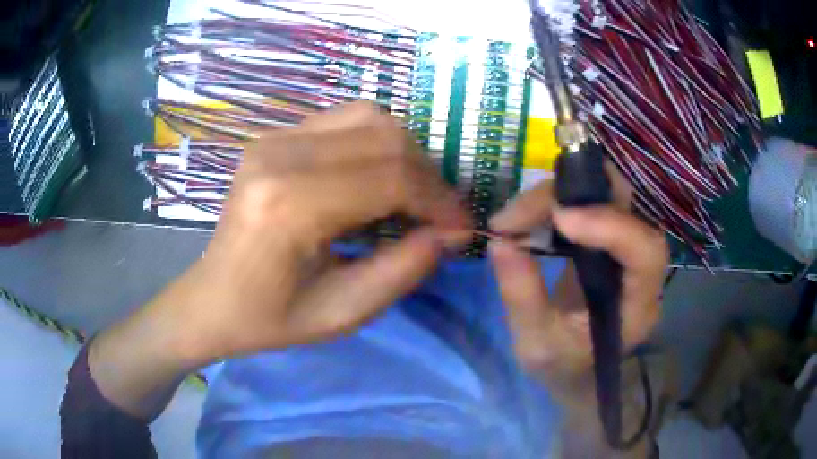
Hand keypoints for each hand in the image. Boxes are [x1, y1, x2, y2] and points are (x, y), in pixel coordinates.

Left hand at [88, 102, 469, 418]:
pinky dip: (375, 143)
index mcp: (289, 206)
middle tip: (440, 213)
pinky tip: (375, 177)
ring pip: (368, 118)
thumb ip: (403, 270)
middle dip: (427, 175)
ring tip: (412, 194)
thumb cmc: (269, 319)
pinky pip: (343, 120)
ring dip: (404, 153)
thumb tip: (448, 232)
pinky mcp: (272, 137)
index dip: (439, 200)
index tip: (462, 226)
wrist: (211, 300)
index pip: (390, 178)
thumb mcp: (343, 313)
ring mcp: (272, 139)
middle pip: (384, 137)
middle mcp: (279, 156)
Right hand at [488, 165, 667, 380]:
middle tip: (520, 212)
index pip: (645, 252)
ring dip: (563, 193)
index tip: (558, 218)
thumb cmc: (562, 367)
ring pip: (609, 194)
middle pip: (628, 208)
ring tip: (518, 214)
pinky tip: (532, 215)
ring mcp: (627, 247)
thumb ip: (521, 297)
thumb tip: (500, 243)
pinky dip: (561, 199)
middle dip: (575, 196)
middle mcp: (642, 269)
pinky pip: (593, 202)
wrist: (577, 370)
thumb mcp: (535, 344)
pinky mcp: (609, 238)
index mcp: (637, 306)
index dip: (609, 225)